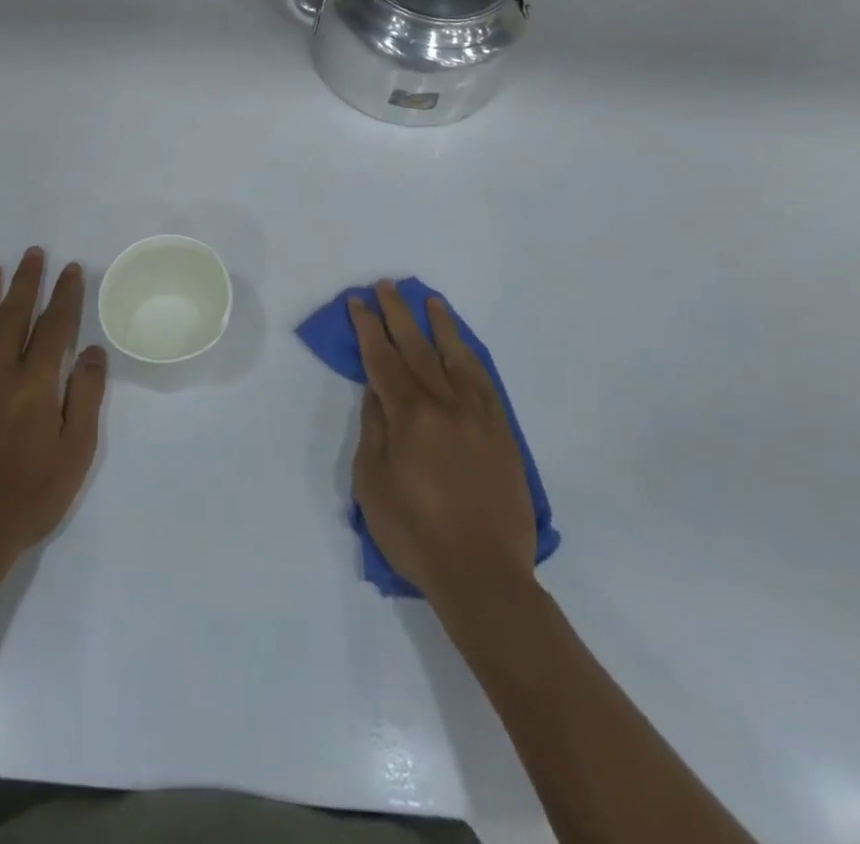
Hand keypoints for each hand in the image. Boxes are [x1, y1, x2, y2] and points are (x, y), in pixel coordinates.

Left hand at [0, 248, 107, 572]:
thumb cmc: (29, 497)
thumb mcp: (75, 453)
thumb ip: (85, 397)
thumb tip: (92, 351)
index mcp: (35, 385)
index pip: (54, 327)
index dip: (64, 295)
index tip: (70, 269)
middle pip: (12, 316)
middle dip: (25, 281)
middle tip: (32, 253)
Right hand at [350, 281, 537, 612]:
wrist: (483, 574)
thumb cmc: (415, 533)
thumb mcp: (373, 483)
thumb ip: (374, 429)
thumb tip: (376, 391)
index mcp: (409, 416)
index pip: (382, 359)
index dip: (368, 327)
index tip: (357, 302)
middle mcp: (445, 404)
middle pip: (417, 347)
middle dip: (398, 313)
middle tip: (386, 285)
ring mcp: (478, 416)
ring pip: (456, 357)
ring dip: (439, 325)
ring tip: (430, 300)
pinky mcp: (502, 433)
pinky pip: (485, 382)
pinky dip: (471, 357)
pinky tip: (463, 347)